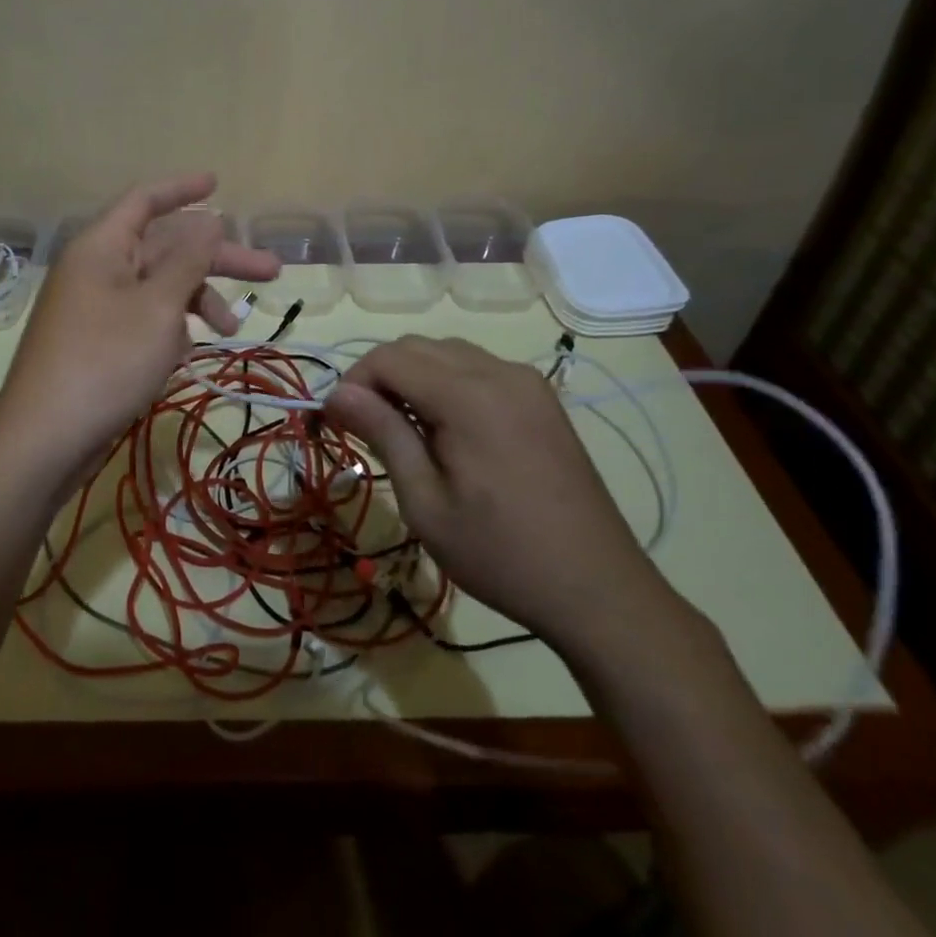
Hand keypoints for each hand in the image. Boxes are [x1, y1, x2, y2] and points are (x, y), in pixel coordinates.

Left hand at [0, 174, 279, 483]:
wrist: (46, 439)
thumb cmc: (106, 361)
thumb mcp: (158, 306)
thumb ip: (188, 260)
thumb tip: (210, 219)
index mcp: (102, 247)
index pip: (145, 200)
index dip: (183, 188)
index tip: (219, 183)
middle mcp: (97, 269)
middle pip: (165, 248)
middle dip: (217, 259)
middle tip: (271, 271)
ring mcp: (97, 308)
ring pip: (159, 288)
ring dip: (198, 301)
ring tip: (232, 330)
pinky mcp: (100, 343)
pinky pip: (145, 319)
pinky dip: (171, 329)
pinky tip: (188, 353)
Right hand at [324, 337, 677, 655]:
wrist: (598, 589)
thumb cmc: (500, 554)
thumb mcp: (425, 502)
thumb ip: (383, 434)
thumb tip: (337, 392)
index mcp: (468, 396)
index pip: (389, 358)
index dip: (354, 382)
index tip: (337, 422)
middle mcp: (499, 372)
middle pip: (416, 347)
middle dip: (380, 377)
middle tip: (366, 428)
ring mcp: (527, 382)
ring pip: (447, 353)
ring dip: (413, 377)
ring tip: (405, 430)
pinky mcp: (541, 399)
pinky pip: (479, 368)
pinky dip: (447, 382)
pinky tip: (448, 429)